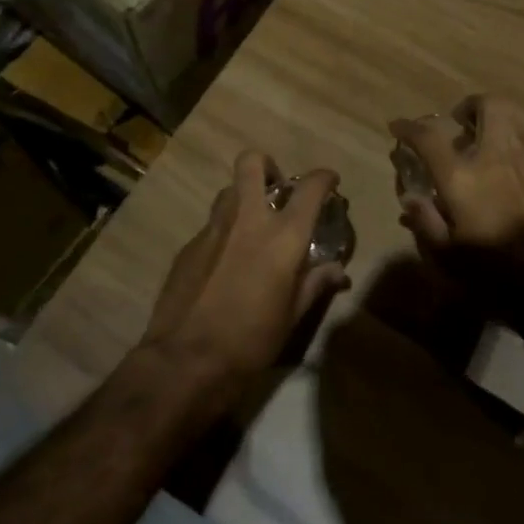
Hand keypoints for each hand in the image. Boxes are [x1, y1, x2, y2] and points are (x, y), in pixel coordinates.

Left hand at [139, 151, 350, 406]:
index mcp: (282, 236)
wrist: (186, 360)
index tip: (330, 182)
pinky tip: (227, 263)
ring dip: (244, 198)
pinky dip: (225, 232)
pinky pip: (211, 225)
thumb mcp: (293, 316)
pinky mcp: (187, 247)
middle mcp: (247, 220)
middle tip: (277, 189)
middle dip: (267, 165)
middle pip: (252, 163)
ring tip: (253, 226)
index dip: (324, 178)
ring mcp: (212, 230)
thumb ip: (315, 284)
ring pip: (228, 191)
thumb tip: (338, 271)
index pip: (310, 188)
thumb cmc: (251, 340)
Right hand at [389, 95, 523, 274]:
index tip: (398, 127)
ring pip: (512, 127)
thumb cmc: (492, 273)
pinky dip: (510, 156)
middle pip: (489, 106)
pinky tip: (504, 183)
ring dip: (492, 129)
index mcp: (463, 176)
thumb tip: (411, 199)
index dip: (409, 127)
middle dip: (470, 105)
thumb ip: (425, 222)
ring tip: (479, 153)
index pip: (428, 137)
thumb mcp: (446, 256)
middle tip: (457, 122)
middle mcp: (496, 158)